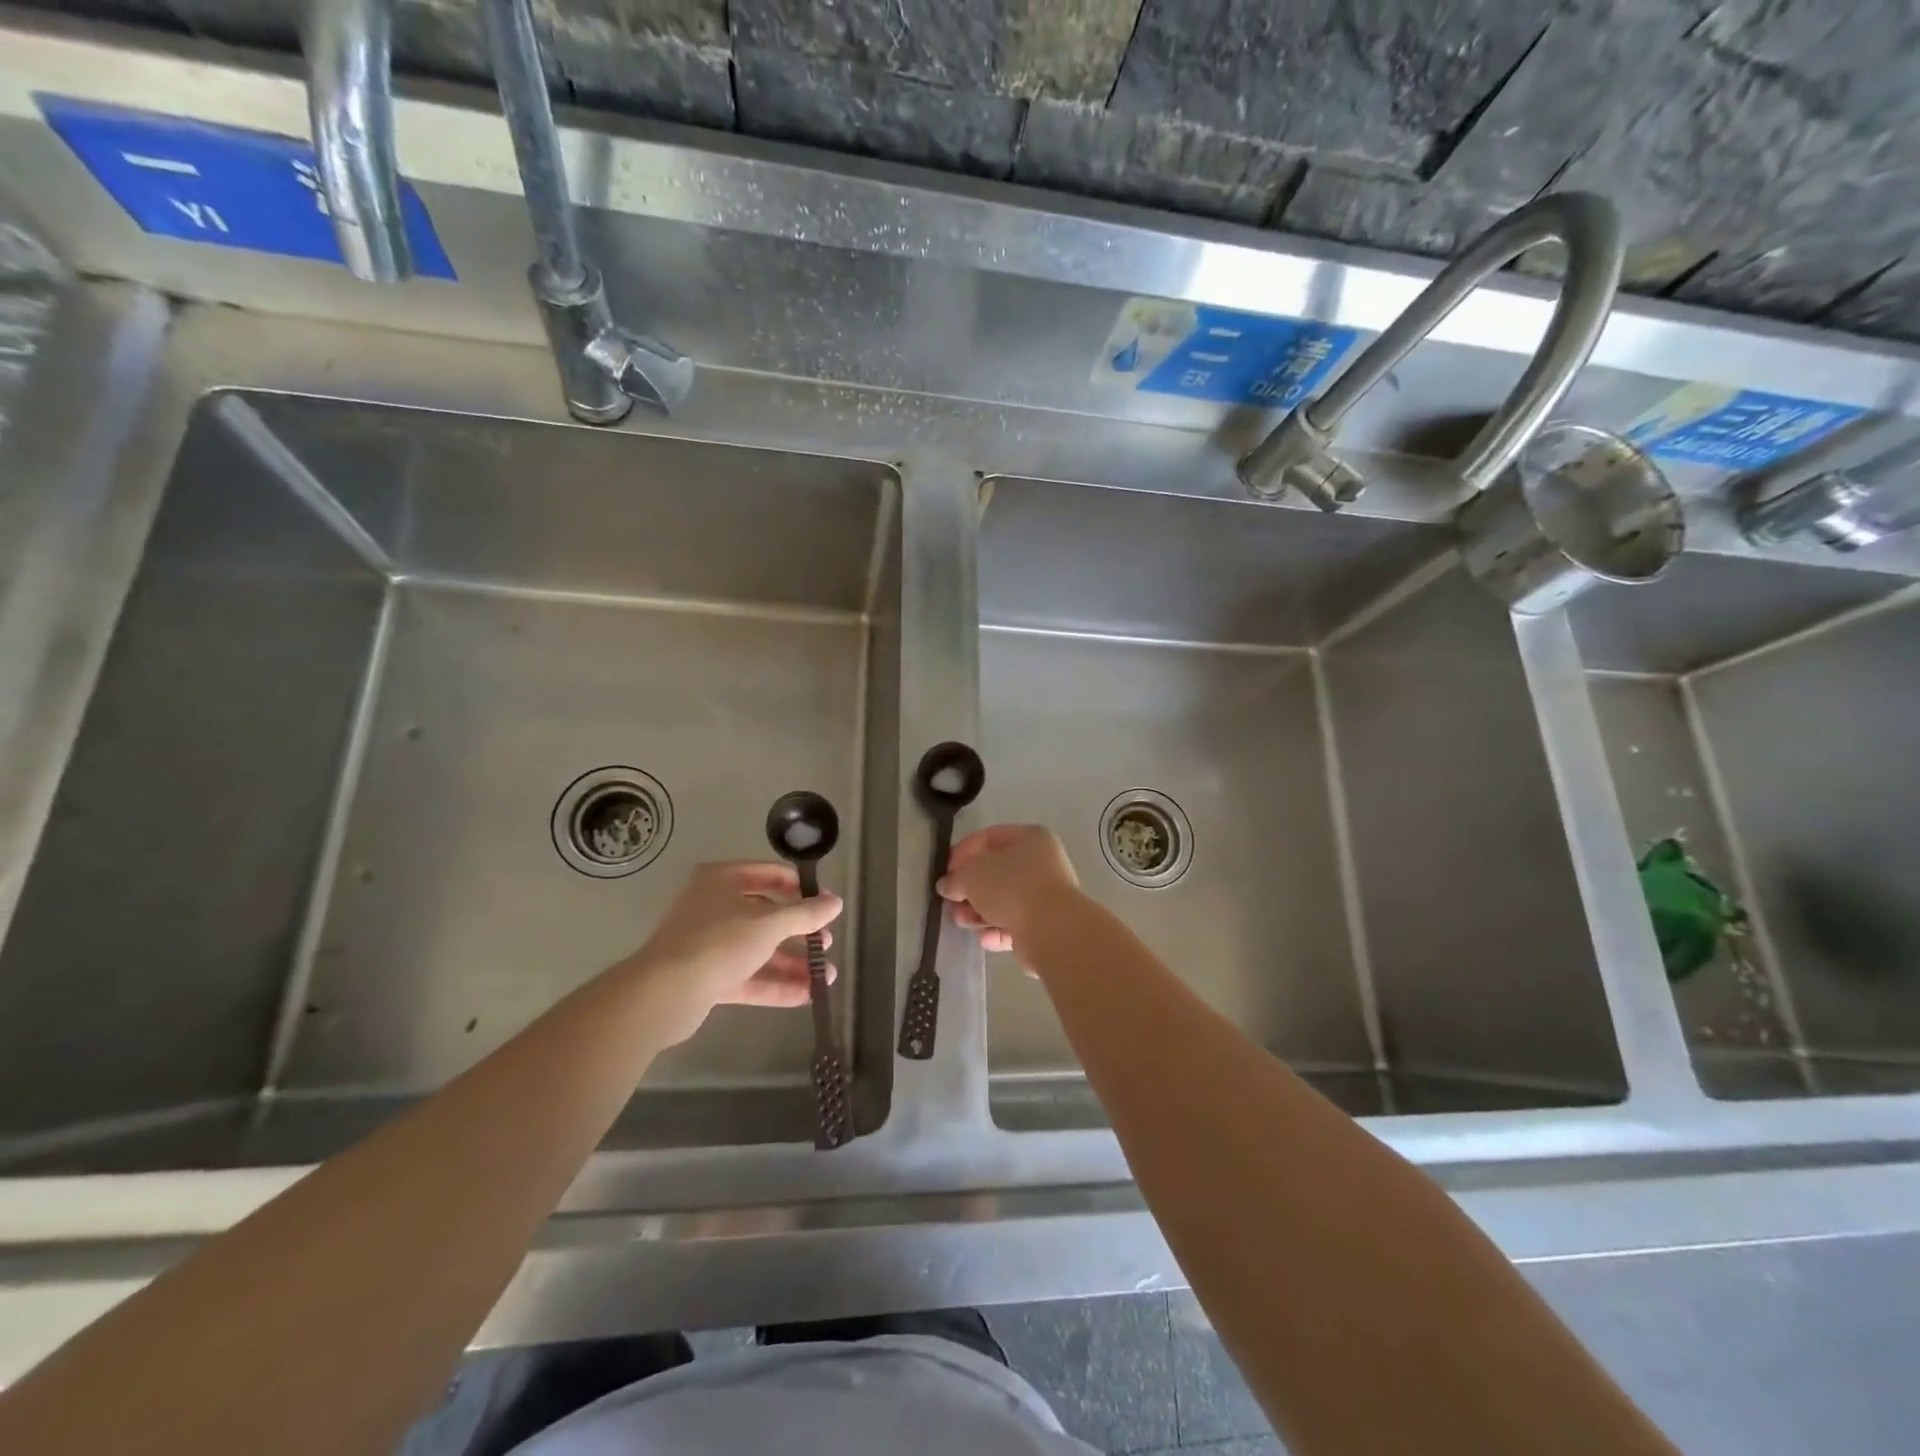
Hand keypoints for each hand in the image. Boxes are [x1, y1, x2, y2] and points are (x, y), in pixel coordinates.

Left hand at [623, 862, 841, 1044]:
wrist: (664, 994)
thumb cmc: (719, 942)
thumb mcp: (770, 924)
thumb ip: (805, 914)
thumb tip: (836, 902)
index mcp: (722, 879)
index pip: (770, 874)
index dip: (801, 888)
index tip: (827, 905)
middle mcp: (714, 906)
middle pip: (766, 914)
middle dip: (800, 931)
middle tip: (826, 943)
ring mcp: (709, 943)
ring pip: (759, 949)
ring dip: (792, 962)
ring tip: (826, 976)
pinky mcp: (707, 977)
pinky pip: (748, 976)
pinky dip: (775, 984)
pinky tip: (807, 995)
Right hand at [936, 825, 1079, 960]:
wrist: (1051, 929)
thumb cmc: (1011, 887)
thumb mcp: (972, 875)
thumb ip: (955, 878)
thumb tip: (947, 885)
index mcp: (1031, 838)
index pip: (990, 837)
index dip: (964, 851)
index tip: (947, 871)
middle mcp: (1042, 863)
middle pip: (996, 872)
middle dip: (970, 888)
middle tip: (951, 901)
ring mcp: (1045, 895)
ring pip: (1004, 900)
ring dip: (979, 912)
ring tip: (962, 922)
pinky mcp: (1045, 925)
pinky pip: (1014, 924)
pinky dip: (997, 930)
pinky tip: (985, 939)